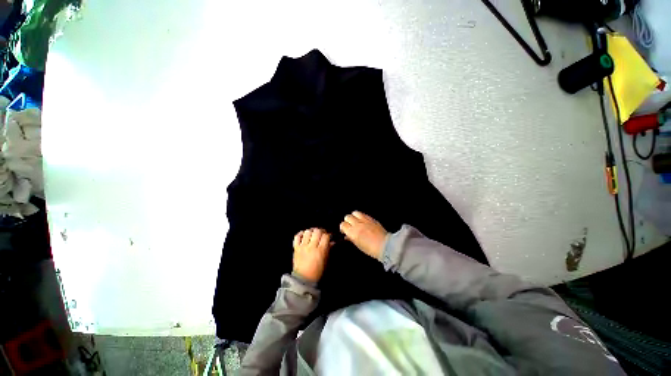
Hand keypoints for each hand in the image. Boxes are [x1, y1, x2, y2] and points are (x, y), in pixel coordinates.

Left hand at [293, 228, 332, 282]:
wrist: (303, 279)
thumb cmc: (317, 271)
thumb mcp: (326, 261)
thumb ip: (329, 250)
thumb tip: (333, 242)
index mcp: (321, 251)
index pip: (325, 236)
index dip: (328, 234)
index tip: (329, 236)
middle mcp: (311, 247)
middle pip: (317, 231)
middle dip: (321, 231)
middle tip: (322, 234)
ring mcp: (303, 247)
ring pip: (307, 232)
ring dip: (311, 231)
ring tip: (313, 234)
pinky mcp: (296, 248)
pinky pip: (297, 236)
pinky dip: (301, 234)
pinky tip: (304, 235)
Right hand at [340, 211, 387, 259]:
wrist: (385, 245)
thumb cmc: (371, 249)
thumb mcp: (358, 245)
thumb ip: (351, 238)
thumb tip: (347, 236)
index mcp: (352, 232)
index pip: (343, 225)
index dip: (343, 228)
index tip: (345, 231)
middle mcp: (357, 224)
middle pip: (347, 217)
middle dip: (347, 221)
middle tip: (350, 226)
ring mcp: (364, 220)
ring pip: (354, 212)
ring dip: (354, 216)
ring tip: (356, 221)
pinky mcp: (371, 218)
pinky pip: (363, 213)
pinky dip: (361, 216)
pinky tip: (363, 221)